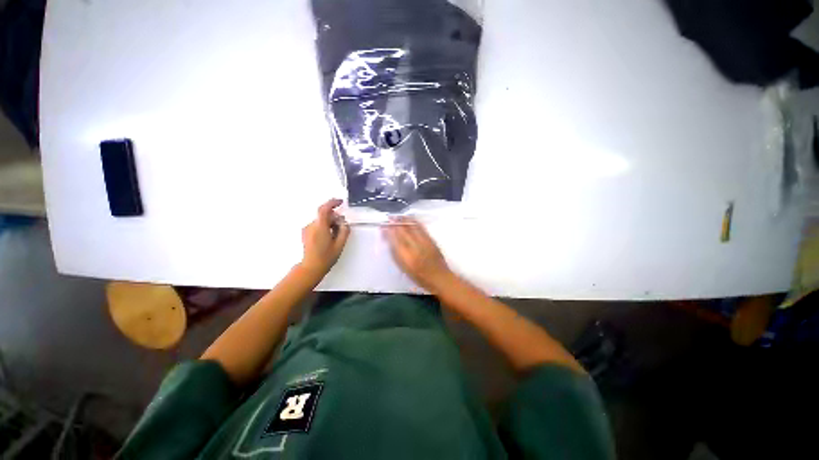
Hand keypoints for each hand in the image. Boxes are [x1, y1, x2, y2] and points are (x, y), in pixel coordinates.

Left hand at [300, 199, 349, 278]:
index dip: (332, 203)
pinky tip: (329, 237)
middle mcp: (312, 226)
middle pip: (324, 215)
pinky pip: (317, 225)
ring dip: (330, 223)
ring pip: (321, 220)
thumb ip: (344, 231)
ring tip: (336, 234)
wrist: (311, 268)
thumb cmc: (326, 257)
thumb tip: (345, 223)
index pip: (324, 209)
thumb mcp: (340, 245)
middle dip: (334, 217)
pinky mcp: (306, 233)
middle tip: (342, 226)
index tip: (340, 202)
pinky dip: (324, 227)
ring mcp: (307, 229)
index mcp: (320, 228)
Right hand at [382, 217, 453, 292]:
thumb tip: (389, 240)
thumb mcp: (403, 267)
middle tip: (390, 217)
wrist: (438, 277)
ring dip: (405, 220)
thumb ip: (395, 253)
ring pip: (413, 227)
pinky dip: (415, 222)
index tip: (384, 225)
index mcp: (406, 257)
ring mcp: (424, 242)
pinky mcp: (431, 240)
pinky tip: (411, 219)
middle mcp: (415, 247)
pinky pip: (421, 228)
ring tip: (398, 216)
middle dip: (396, 223)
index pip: (395, 239)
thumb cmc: (418, 275)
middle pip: (404, 231)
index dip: (389, 231)